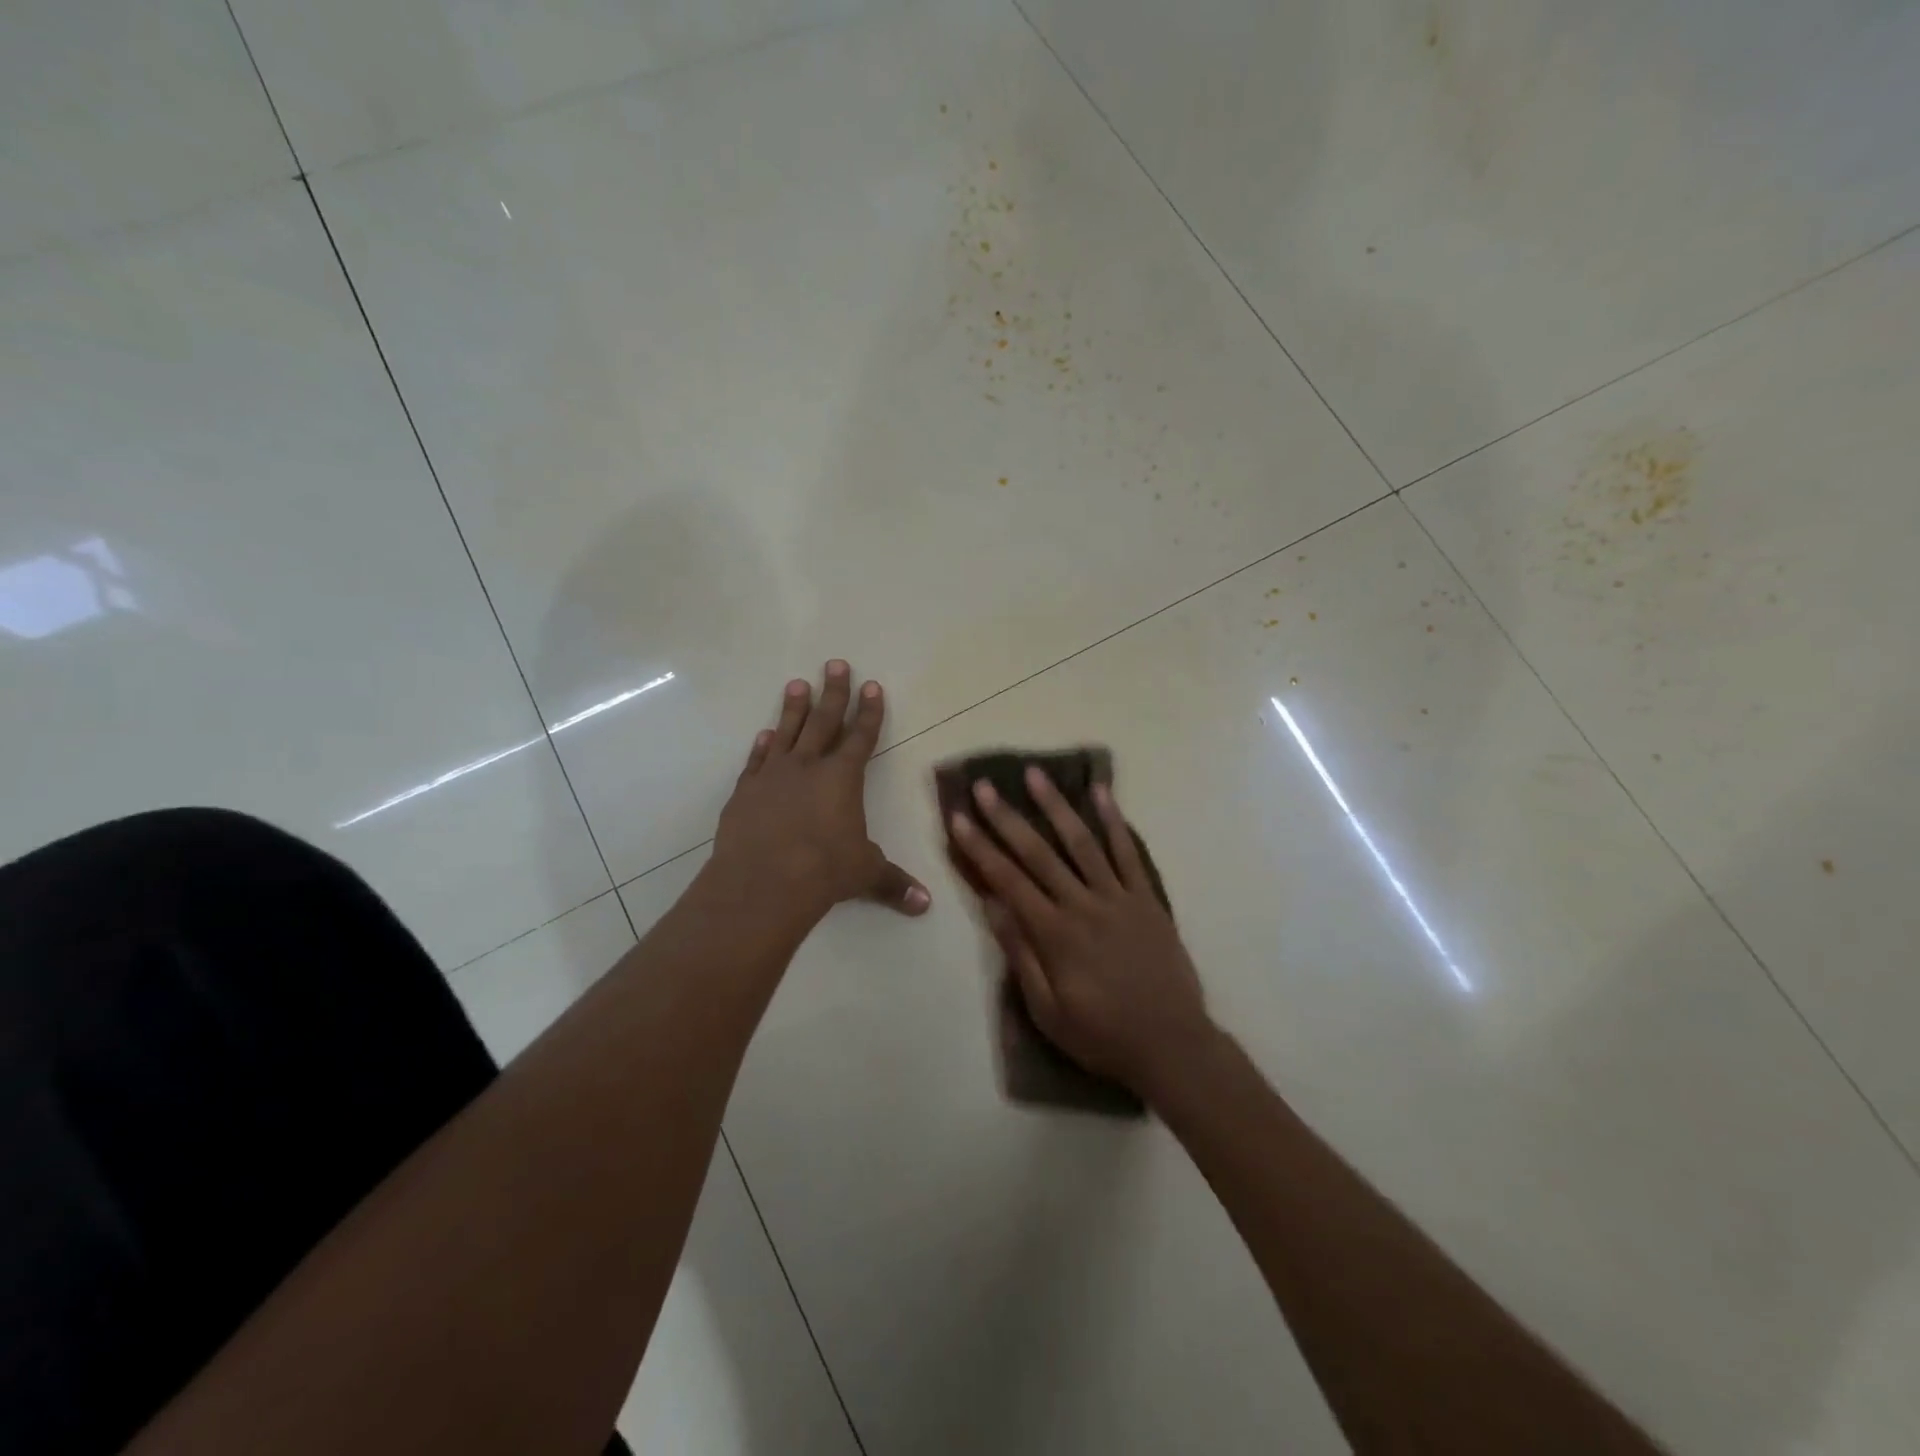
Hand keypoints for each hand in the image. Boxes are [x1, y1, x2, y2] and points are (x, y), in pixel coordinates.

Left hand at [713, 661, 930, 926]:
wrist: (763, 882)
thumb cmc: (824, 872)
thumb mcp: (865, 875)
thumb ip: (893, 883)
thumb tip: (925, 905)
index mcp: (843, 778)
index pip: (862, 737)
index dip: (869, 711)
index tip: (872, 685)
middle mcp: (808, 767)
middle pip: (824, 721)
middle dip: (833, 692)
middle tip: (835, 663)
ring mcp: (773, 776)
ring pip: (787, 732)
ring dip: (794, 708)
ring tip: (797, 683)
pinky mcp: (745, 791)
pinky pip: (756, 760)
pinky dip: (762, 746)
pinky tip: (764, 735)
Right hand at [948, 767, 1215, 1101]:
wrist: (1172, 1045)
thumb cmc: (1102, 1035)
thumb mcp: (1048, 1011)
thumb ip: (1020, 955)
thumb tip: (992, 906)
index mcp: (1054, 934)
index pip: (1007, 881)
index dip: (980, 848)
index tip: (959, 819)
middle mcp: (1083, 905)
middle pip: (1038, 853)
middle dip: (1007, 817)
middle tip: (984, 786)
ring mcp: (1118, 897)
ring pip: (1081, 842)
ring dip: (1055, 806)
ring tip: (1035, 774)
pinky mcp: (1147, 898)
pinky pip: (1128, 853)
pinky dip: (1114, 820)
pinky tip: (1101, 793)